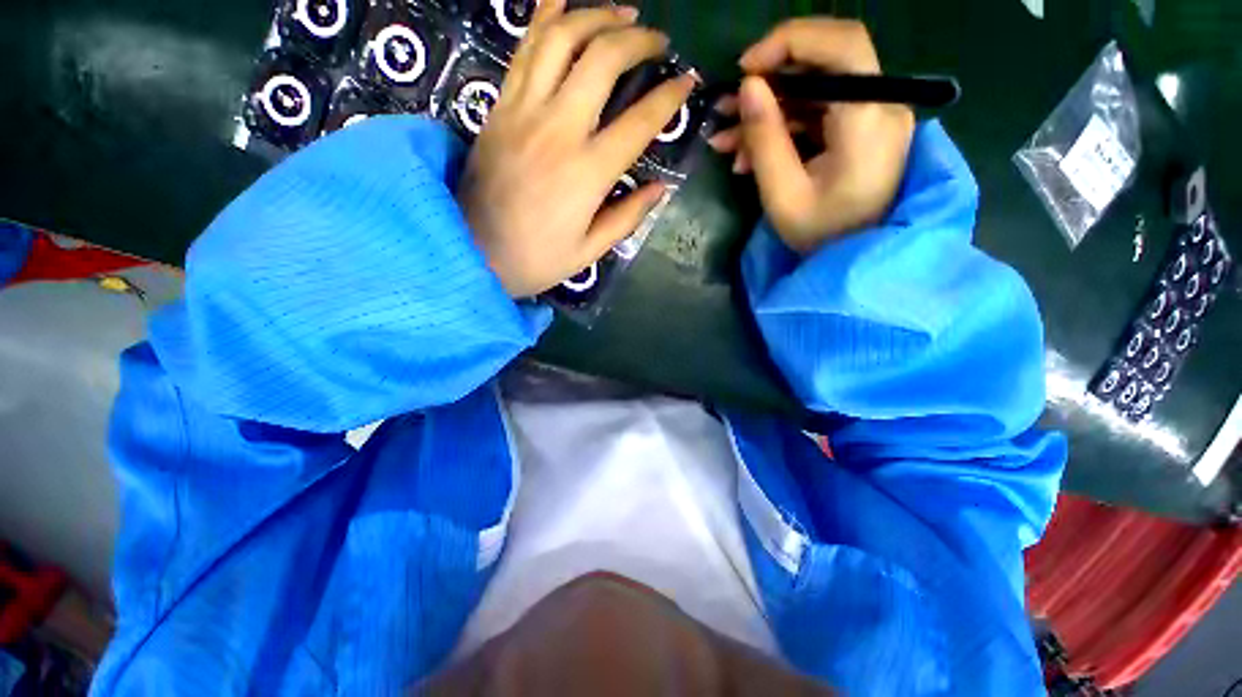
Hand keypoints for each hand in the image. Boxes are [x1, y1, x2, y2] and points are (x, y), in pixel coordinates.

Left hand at [458, 0, 695, 297]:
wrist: (470, 251)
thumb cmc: (535, 259)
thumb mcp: (588, 252)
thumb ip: (626, 217)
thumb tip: (659, 187)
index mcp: (587, 173)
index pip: (640, 122)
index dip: (669, 97)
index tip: (687, 81)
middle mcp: (559, 130)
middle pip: (603, 59)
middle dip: (637, 39)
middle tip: (657, 40)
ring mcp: (524, 111)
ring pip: (561, 38)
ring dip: (596, 16)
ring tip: (620, 13)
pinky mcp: (499, 106)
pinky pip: (524, 48)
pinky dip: (545, 16)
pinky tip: (562, 1)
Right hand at [709, 19, 914, 253]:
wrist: (854, 259)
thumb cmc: (821, 236)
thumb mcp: (783, 194)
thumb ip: (765, 139)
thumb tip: (748, 86)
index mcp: (868, 121)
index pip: (841, 46)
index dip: (790, 41)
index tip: (745, 69)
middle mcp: (880, 106)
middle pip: (826, 63)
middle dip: (770, 81)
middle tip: (727, 107)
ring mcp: (871, 117)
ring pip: (814, 91)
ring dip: (767, 111)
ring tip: (726, 141)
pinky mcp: (858, 130)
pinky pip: (816, 114)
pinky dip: (781, 128)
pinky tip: (747, 153)